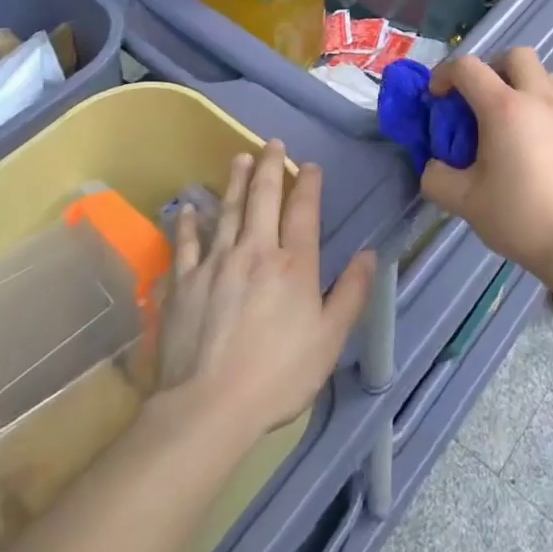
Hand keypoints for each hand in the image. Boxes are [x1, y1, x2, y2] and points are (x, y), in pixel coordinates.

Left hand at [151, 143, 374, 439]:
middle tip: (272, 144)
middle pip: (264, 198)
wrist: (208, 407)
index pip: (304, 211)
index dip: (309, 184)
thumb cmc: (278, 375)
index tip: (310, 165)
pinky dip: (188, 223)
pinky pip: (186, 244)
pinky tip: (189, 208)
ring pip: (228, 211)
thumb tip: (369, 255)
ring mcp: (216, 264)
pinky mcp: (183, 282)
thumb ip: (351, 294)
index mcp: (294, 264)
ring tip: (240, 158)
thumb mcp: (329, 340)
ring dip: (236, 182)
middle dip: (270, 167)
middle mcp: (256, 252)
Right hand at [420, 49, 552, 278]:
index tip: (437, 97)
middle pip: (515, 55)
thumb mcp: (464, 201)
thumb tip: (433, 166)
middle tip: (479, 99)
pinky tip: (534, 139)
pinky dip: (541, 103)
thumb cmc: (519, 216)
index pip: (468, 68)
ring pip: (543, 73)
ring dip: (521, 82)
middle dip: (491, 67)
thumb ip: (437, 178)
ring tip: (509, 117)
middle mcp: (538, 98)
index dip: (445, 75)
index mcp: (504, 108)